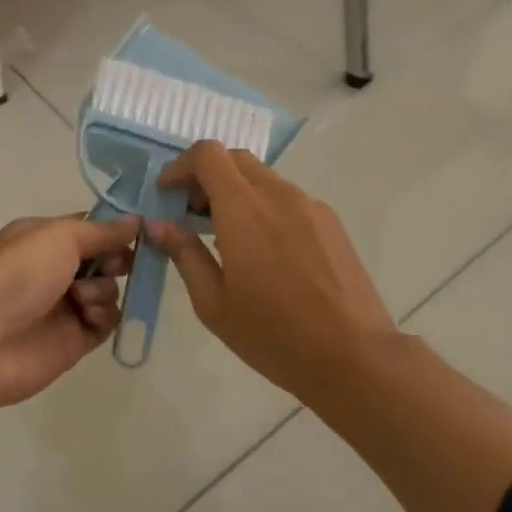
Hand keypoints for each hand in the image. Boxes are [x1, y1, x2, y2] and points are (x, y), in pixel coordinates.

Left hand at [0, 214, 138, 411]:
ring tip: (81, 299)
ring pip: (109, 290)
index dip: (116, 229)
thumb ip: (101, 230)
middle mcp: (55, 268)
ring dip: (104, 290)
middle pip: (105, 259)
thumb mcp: (59, 237)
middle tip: (116, 265)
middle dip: (117, 260)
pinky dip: (104, 317)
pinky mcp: (75, 339)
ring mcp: (65, 305)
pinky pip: (107, 322)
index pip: (90, 227)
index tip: (142, 231)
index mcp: (44, 238)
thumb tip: (136, 220)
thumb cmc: (18, 274)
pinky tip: (88, 318)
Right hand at [147, 142, 396, 401]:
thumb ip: (184, 254)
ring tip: (225, 237)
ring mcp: (310, 206)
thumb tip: (157, 224)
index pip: (208, 155)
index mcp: (244, 210)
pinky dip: (263, 206)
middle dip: (206, 177)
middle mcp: (278, 195)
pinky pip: (287, 198)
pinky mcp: (330, 222)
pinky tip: (263, 251)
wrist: (354, 356)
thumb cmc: (274, 335)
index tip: (168, 194)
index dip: (181, 166)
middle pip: (235, 159)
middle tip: (191, 214)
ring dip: (236, 192)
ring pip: (263, 178)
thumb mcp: (214, 303)